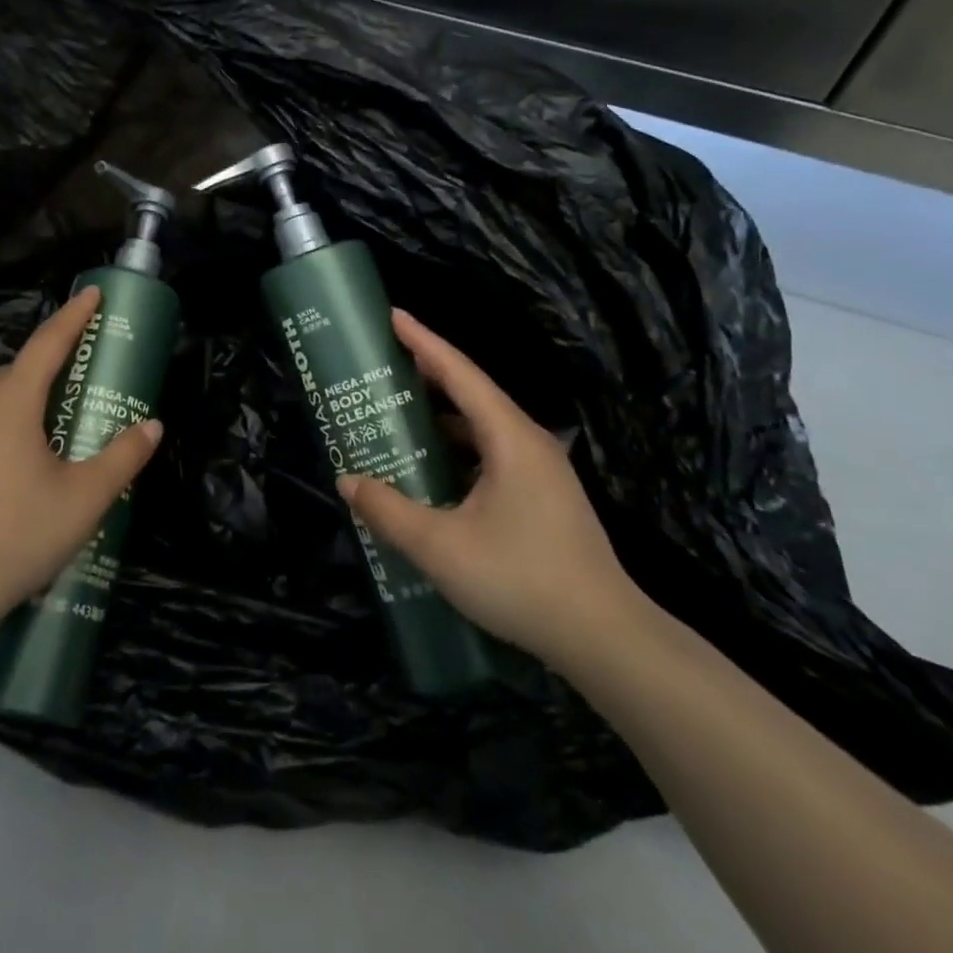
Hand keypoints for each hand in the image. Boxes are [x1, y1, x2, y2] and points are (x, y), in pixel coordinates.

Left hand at [0, 286, 162, 647]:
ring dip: (16, 404)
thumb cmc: (14, 537)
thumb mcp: (84, 500)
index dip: (74, 316)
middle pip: (15, 373)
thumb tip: (152, 426)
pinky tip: (0, 474)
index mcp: (10, 403)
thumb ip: (123, 457)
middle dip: (47, 372)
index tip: (92, 293)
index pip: (48, 344)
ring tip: (41, 438)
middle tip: (75, 391)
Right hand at [337, 309, 646, 666]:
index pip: (460, 373)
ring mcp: (542, 471)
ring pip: (484, 428)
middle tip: (385, 364)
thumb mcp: (440, 547)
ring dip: (443, 418)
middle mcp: (529, 442)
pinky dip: (459, 450)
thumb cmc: (520, 579)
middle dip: (429, 375)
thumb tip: (348, 481)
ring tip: (400, 415)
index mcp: (510, 437)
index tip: (393, 316)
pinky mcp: (544, 498)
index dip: (423, 341)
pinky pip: (492, 455)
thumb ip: (389, 510)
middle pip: (473, 394)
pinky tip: (434, 471)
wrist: (604, 637)